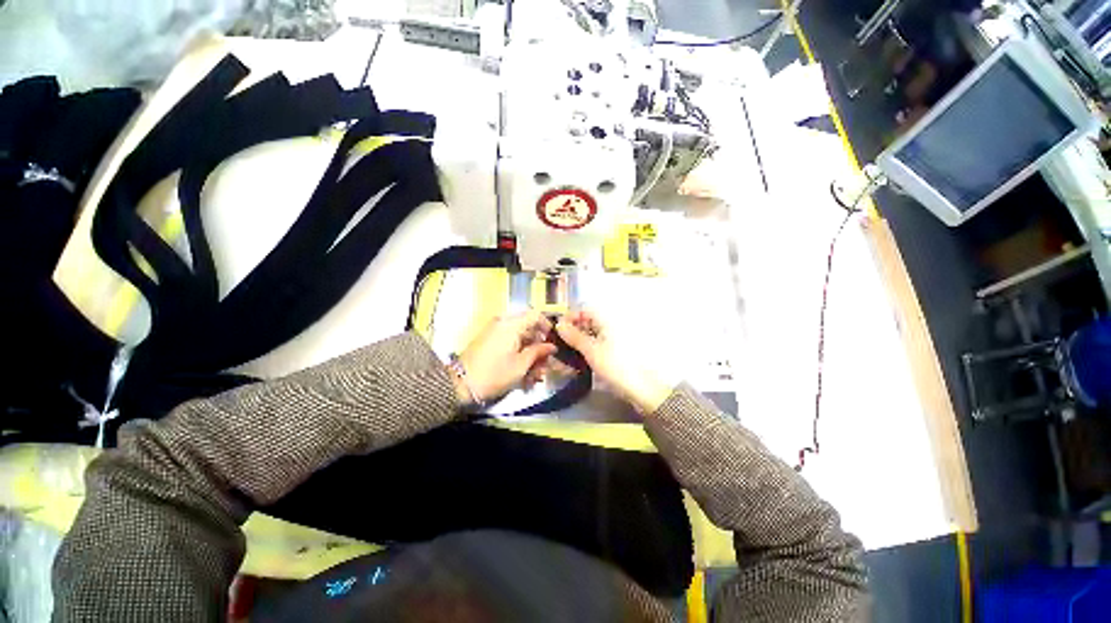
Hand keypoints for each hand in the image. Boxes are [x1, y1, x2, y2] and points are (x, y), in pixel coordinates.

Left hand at [452, 312, 557, 406]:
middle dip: (539, 345)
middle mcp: (503, 323)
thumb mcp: (521, 365)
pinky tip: (525, 373)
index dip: (547, 326)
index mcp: (512, 324)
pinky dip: (519, 354)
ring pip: (520, 338)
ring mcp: (495, 331)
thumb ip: (538, 352)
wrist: (460, 383)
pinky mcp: (490, 341)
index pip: (536, 315)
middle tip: (546, 363)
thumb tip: (552, 346)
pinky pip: (510, 342)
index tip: (554, 341)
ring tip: (536, 374)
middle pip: (528, 327)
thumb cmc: (494, 373)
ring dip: (530, 353)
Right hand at [555, 310, 673, 413]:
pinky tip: (576, 362)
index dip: (571, 317)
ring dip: (576, 343)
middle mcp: (609, 327)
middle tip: (558, 345)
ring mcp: (611, 340)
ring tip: (565, 357)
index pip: (585, 310)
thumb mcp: (591, 350)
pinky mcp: (611, 353)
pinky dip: (584, 351)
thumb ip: (574, 336)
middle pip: (586, 323)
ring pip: (588, 336)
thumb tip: (559, 324)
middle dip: (571, 332)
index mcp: (607, 321)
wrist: (639, 388)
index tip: (558, 330)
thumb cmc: (615, 365)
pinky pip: (594, 347)